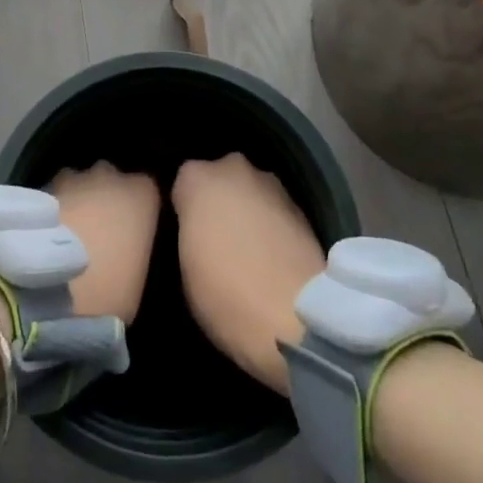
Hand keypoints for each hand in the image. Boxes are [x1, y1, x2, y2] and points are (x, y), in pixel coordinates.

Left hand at [49, 163, 159, 322]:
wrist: (49, 291)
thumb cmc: (107, 289)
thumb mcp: (138, 276)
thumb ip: (136, 247)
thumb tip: (126, 247)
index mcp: (142, 193)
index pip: (147, 190)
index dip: (138, 211)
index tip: (132, 233)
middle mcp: (110, 175)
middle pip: (112, 179)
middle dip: (106, 197)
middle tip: (100, 231)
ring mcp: (73, 178)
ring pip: (80, 182)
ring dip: (78, 199)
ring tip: (70, 233)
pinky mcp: (41, 187)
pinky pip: (54, 195)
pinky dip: (54, 210)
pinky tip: (47, 236)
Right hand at [173, 154, 326, 395]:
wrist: (298, 314)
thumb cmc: (226, 293)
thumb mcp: (184, 269)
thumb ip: (188, 233)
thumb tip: (197, 231)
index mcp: (197, 178)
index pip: (181, 185)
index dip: (183, 212)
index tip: (186, 238)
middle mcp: (233, 167)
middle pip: (218, 180)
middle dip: (217, 203)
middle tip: (215, 241)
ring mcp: (270, 182)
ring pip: (248, 191)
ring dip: (246, 211)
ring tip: (247, 250)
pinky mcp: (301, 204)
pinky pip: (273, 209)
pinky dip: (270, 224)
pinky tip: (271, 255)